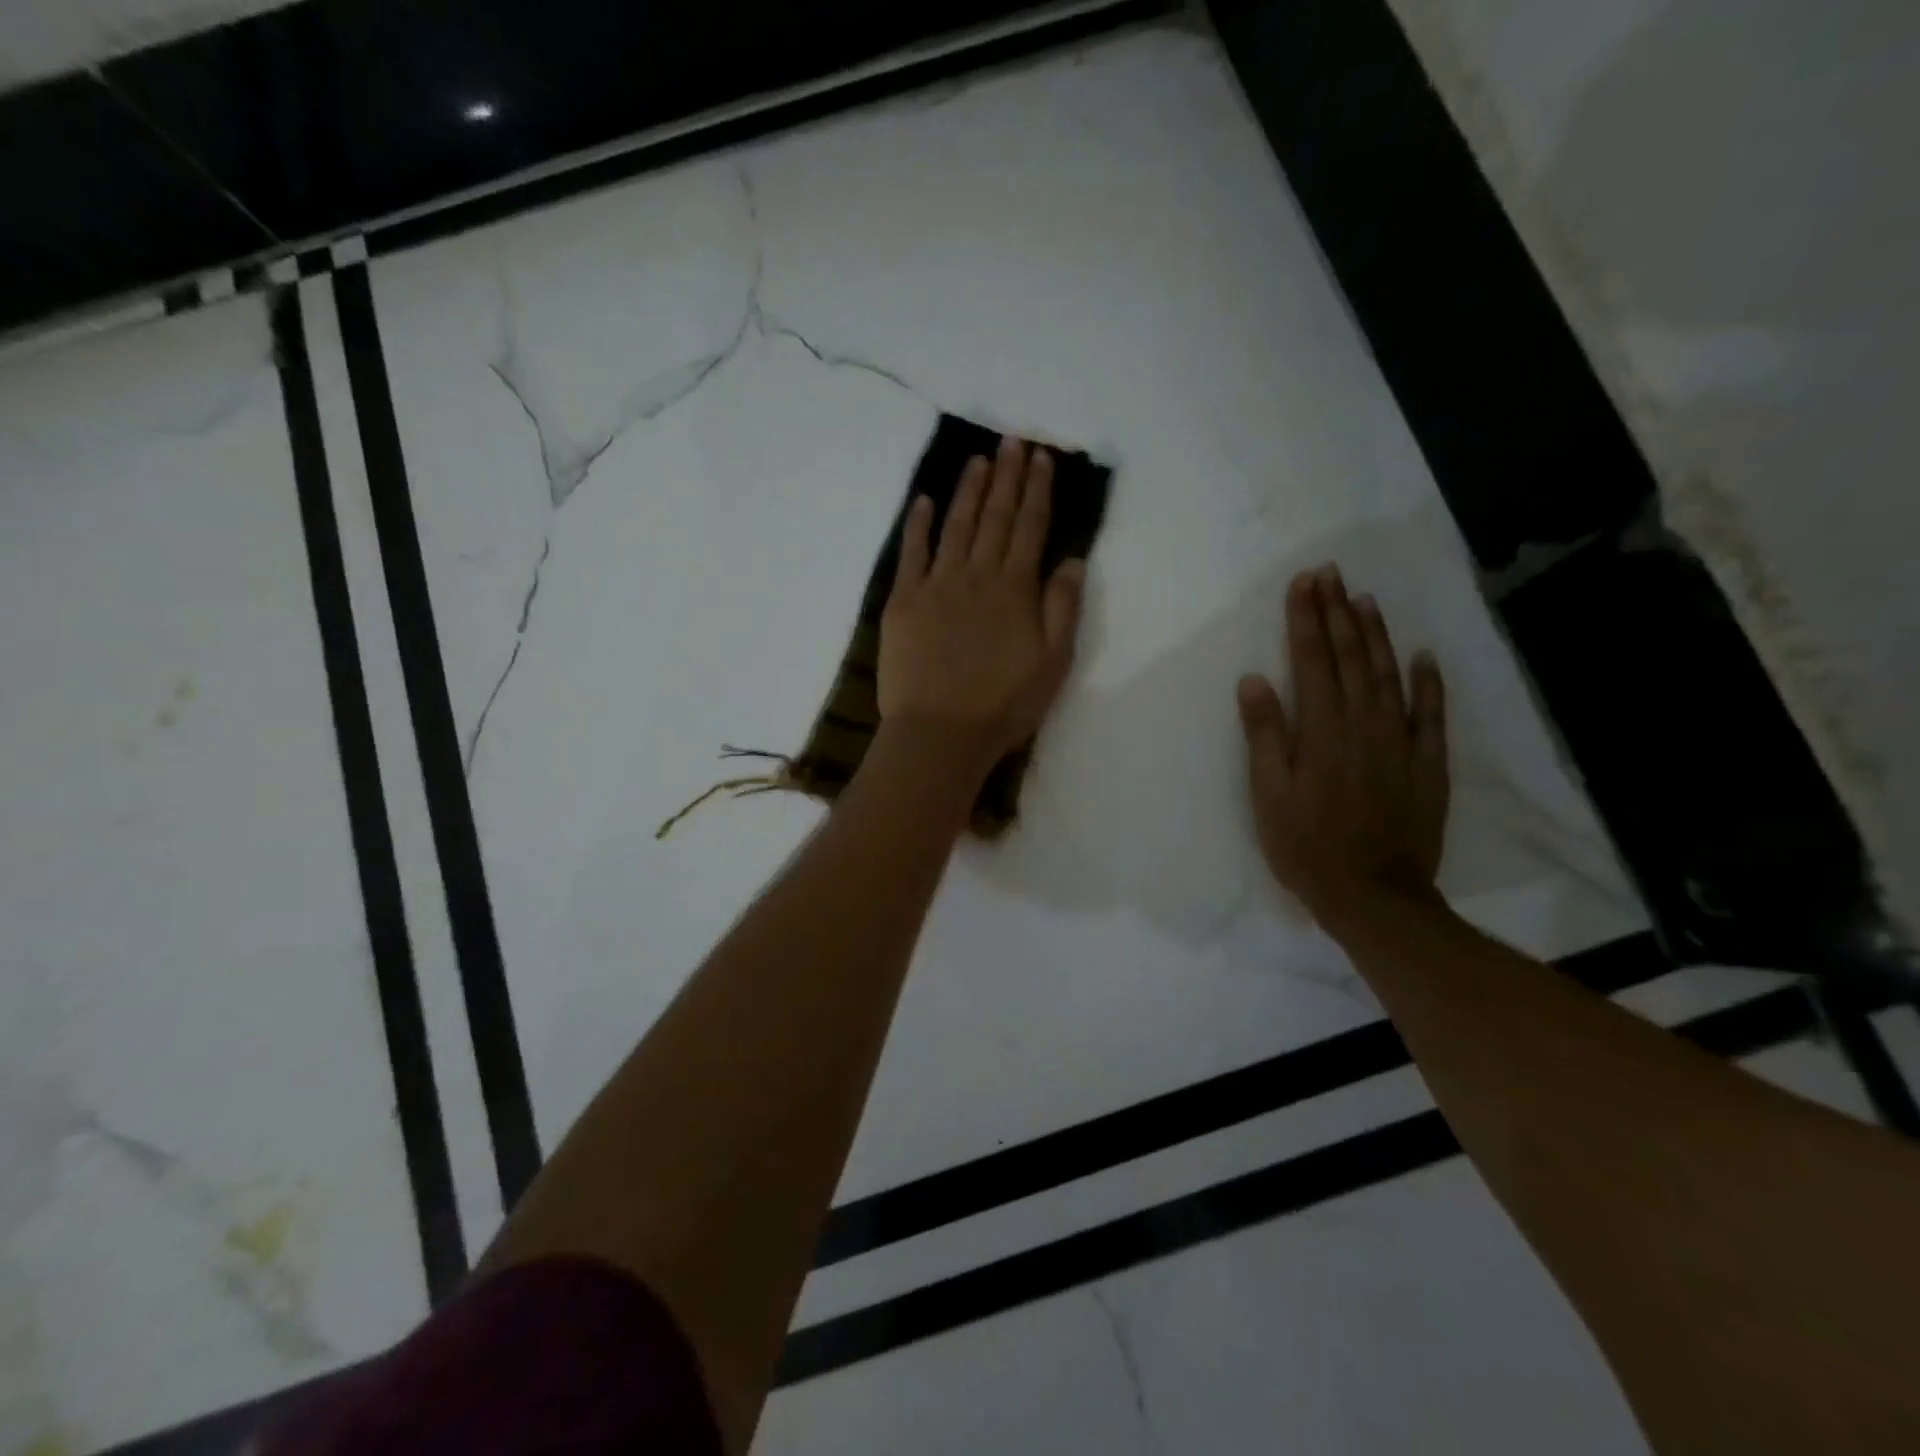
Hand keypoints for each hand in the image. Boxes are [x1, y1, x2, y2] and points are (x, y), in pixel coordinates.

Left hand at [879, 436, 1085, 774]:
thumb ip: (1063, 608)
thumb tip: (1070, 558)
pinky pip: (911, 553)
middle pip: (995, 517)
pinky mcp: (903, 601)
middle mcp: (977, 575)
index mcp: (1015, 589)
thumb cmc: (1003, 705)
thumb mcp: (1053, 663)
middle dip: (1007, 477)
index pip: (1030, 527)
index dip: (1037, 490)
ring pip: (956, 526)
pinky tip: (923, 501)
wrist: (940, 732)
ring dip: (968, 491)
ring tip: (979, 461)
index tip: (1041, 458)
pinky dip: (917, 524)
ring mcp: (936, 585)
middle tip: (1013, 441)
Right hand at [1237, 565, 1449, 931]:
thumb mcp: (1268, 795)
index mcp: (1321, 731)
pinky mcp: (1428, 765)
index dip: (1306, 620)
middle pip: (1351, 658)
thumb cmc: (1306, 846)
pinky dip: (1429, 683)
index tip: (1303, 583)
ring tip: (1365, 600)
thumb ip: (1264, 735)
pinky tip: (1424, 657)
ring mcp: (1401, 743)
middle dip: (1338, 613)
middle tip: (1330, 574)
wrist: (1373, 896)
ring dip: (1377, 635)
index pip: (1312, 661)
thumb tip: (1254, 680)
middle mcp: (1363, 725)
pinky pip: (1432, 715)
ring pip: (1390, 676)